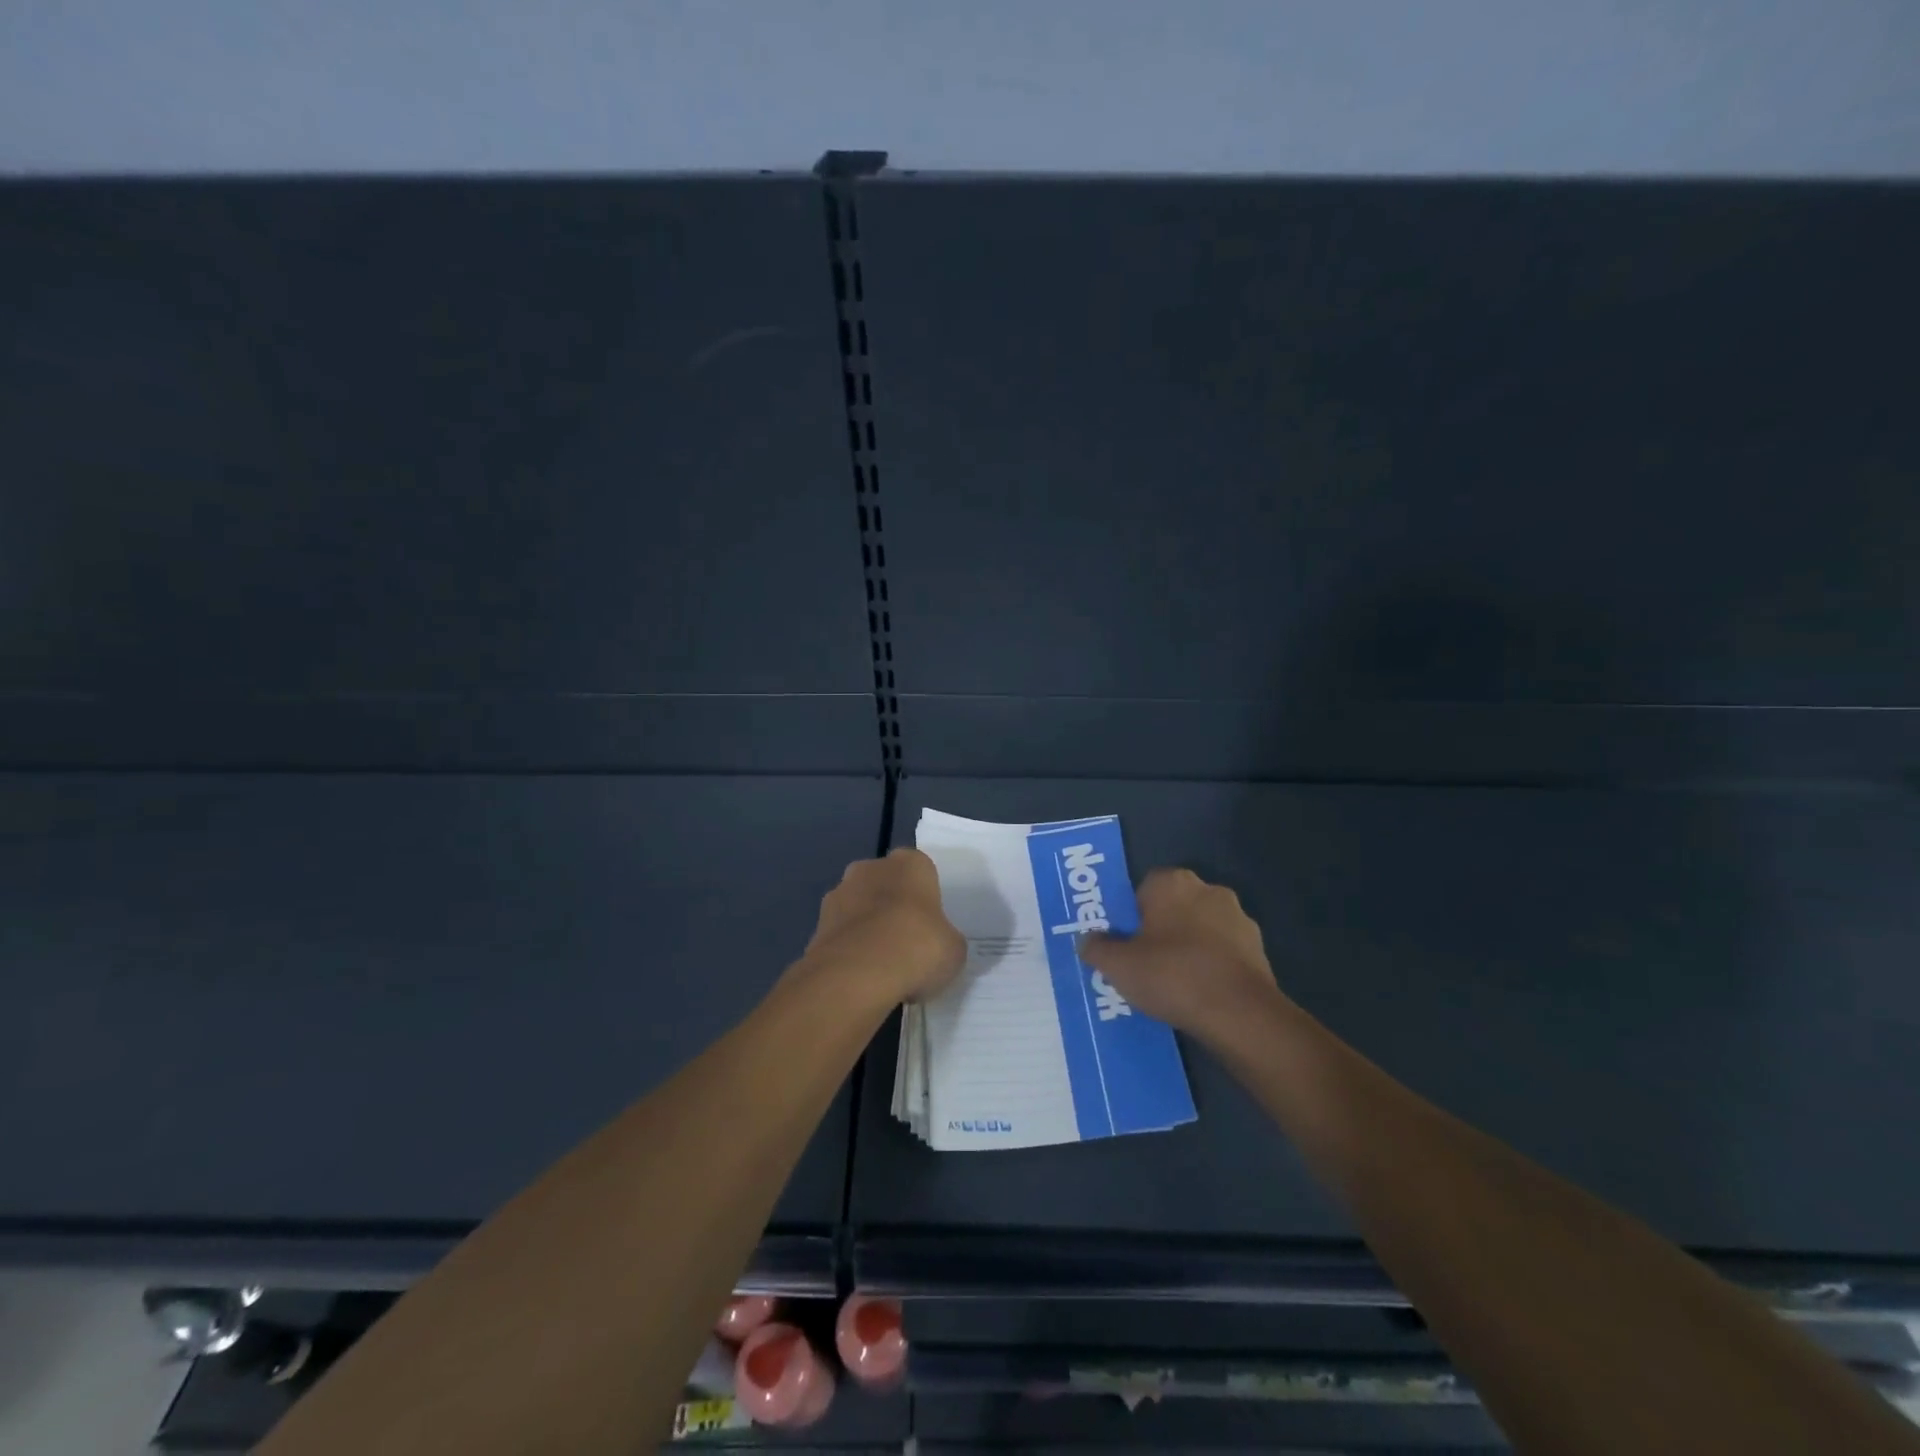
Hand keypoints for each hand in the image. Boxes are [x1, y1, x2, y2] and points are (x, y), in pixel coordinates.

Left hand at [803, 848, 965, 1002]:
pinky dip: (849, 952)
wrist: (857, 975)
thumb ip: (946, 940)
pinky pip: (841, 936)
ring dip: (867, 929)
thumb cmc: (917, 948)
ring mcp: (838, 895)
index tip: (931, 926)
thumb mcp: (953, 949)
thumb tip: (938, 946)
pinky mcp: (816, 926)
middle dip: (893, 908)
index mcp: (909, 863)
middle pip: (886, 885)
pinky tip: (861, 978)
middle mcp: (870, 868)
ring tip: (883, 967)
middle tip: (908, 944)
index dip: (926, 899)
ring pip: (859, 908)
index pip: (921, 872)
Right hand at [1078, 868, 1281, 1041]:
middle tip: (1143, 962)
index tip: (1124, 943)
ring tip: (1172, 984)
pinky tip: (1199, 993)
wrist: (1239, 1013)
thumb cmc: (1172, 975)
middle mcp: (1208, 890)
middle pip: (1173, 907)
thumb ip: (1096, 948)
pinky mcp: (1258, 948)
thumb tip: (1087, 941)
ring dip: (1189, 947)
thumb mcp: (1118, 966)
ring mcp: (1238, 918)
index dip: (1131, 915)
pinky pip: (1223, 952)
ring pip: (1201, 929)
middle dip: (1160, 929)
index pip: (1143, 888)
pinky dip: (1211, 966)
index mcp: (1172, 882)